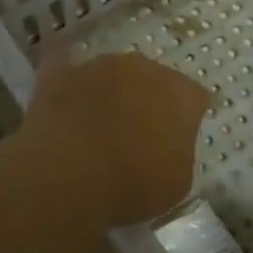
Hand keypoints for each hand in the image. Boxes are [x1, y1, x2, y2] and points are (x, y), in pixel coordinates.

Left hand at [19, 45, 209, 228]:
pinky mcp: (59, 73)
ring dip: (109, 92)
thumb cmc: (133, 187)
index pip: (193, 98)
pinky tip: (62, 91)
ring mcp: (98, 66)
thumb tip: (166, 144)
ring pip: (111, 74)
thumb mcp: (177, 182)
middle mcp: (142, 68)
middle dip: (146, 100)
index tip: (174, 140)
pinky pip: (64, 65)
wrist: (68, 179)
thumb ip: (178, 151)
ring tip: (96, 125)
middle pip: (151, 79)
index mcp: (181, 94)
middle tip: (136, 133)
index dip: (185, 119)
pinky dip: (67, 80)